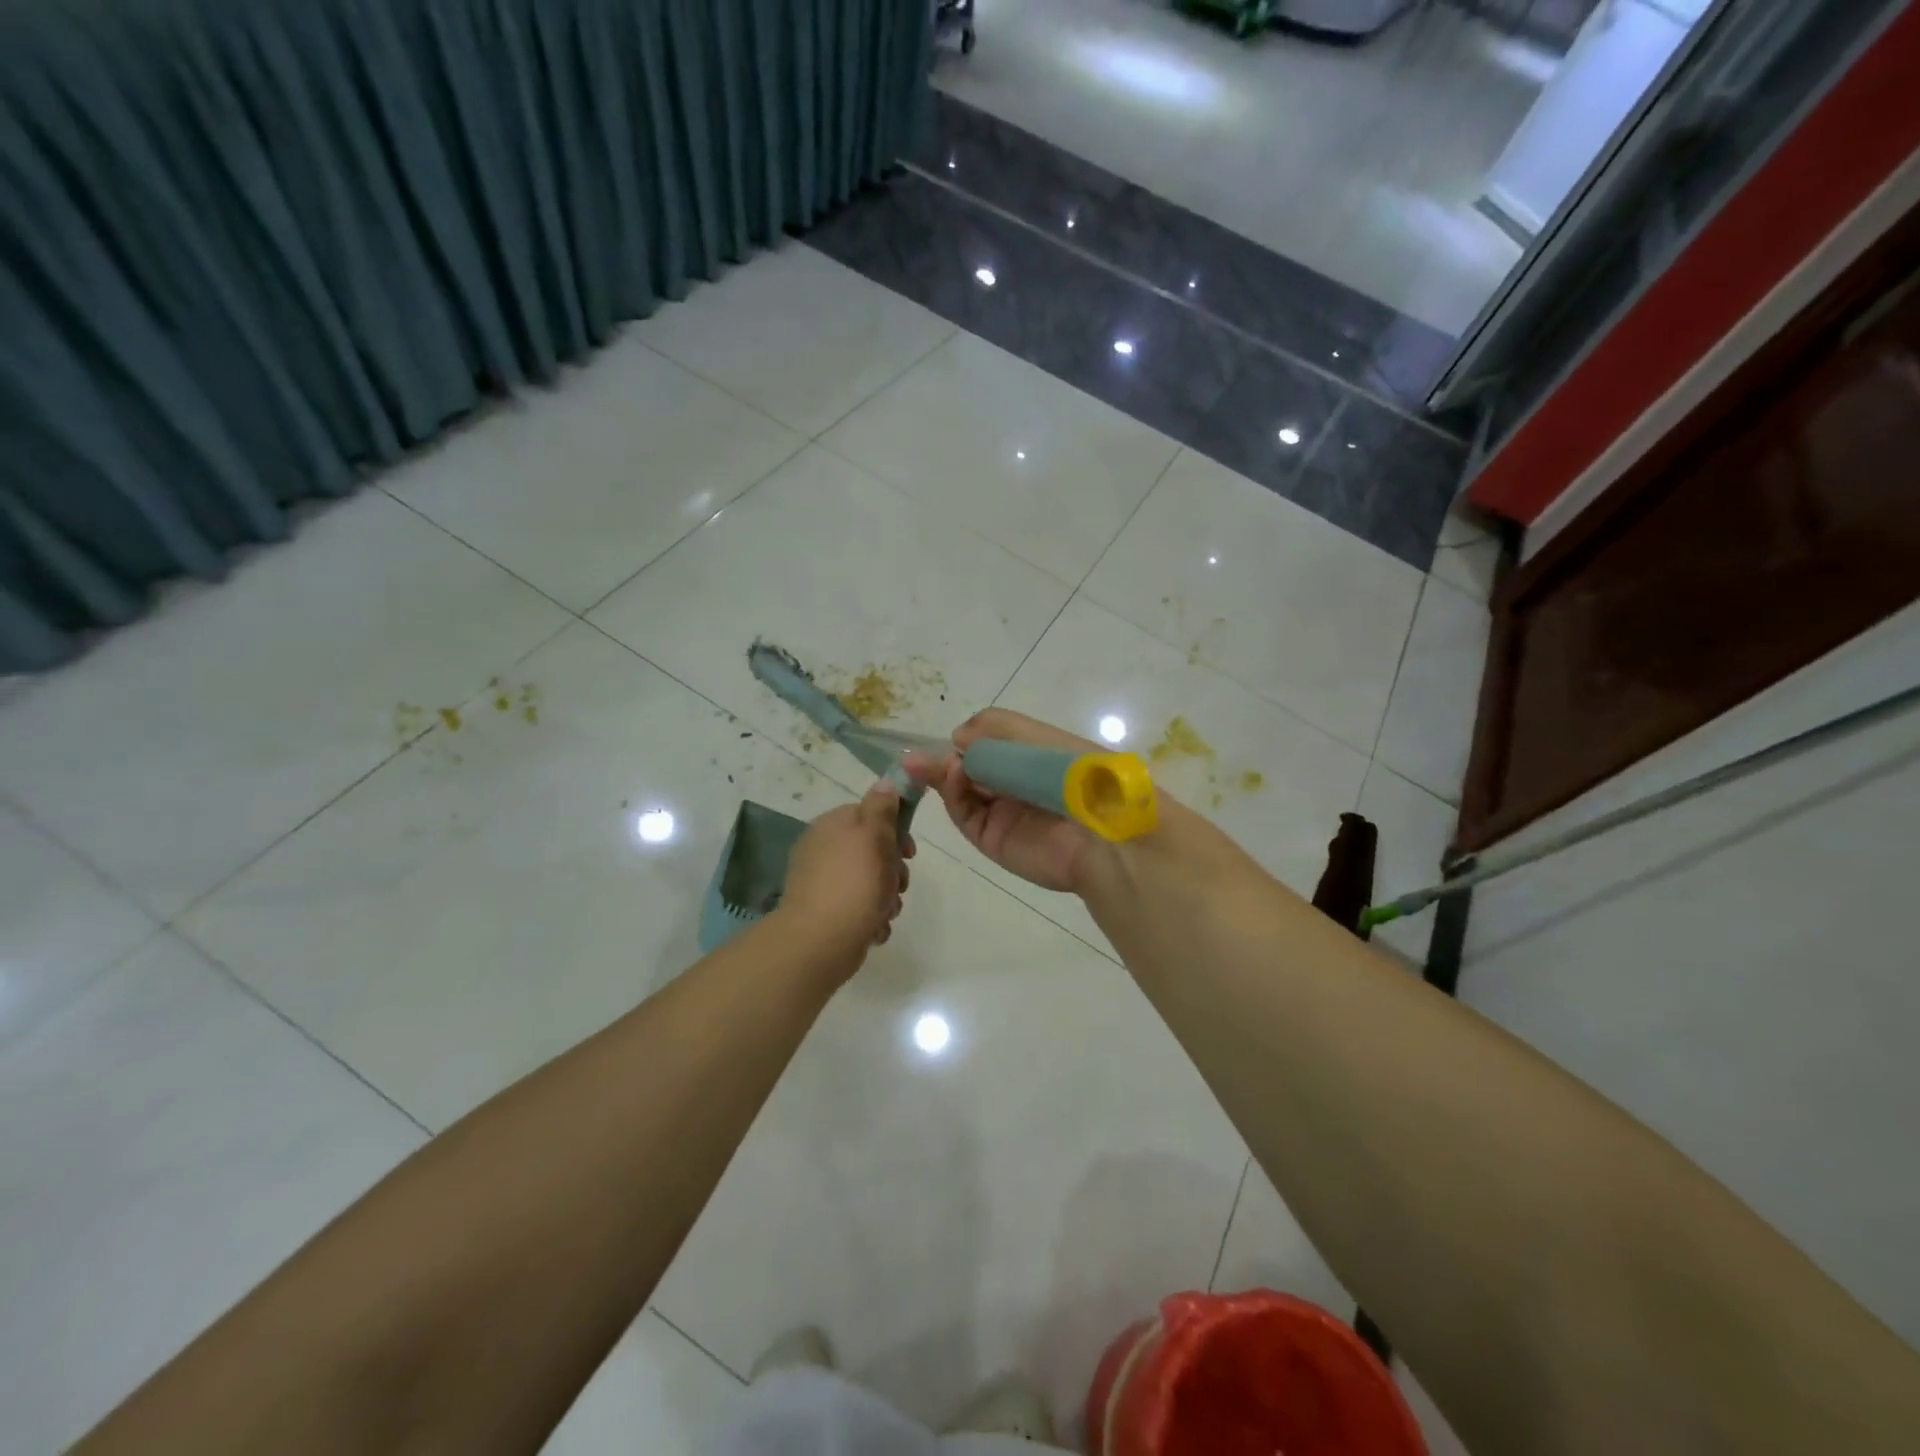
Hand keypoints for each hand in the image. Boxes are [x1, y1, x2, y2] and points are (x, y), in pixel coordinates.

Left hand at [776, 778, 913, 969]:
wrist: (819, 942)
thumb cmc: (852, 884)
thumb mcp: (873, 836)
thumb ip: (881, 808)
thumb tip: (885, 781)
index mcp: (832, 826)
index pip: (870, 815)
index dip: (896, 831)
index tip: (909, 852)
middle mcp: (824, 851)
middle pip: (873, 851)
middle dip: (893, 871)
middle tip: (897, 884)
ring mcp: (824, 883)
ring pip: (871, 882)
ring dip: (887, 898)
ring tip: (885, 911)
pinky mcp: (827, 913)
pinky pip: (860, 908)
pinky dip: (871, 918)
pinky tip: (873, 928)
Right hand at [909, 709, 1105, 894]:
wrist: (1098, 832)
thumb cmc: (1070, 773)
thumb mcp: (1034, 736)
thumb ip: (993, 728)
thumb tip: (956, 738)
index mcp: (1029, 758)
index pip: (987, 746)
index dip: (965, 741)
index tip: (948, 737)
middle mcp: (1013, 785)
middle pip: (968, 769)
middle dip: (943, 759)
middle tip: (916, 755)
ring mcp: (1001, 813)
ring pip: (960, 791)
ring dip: (940, 774)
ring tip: (920, 763)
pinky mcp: (991, 838)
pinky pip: (965, 814)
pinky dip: (953, 793)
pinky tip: (953, 775)